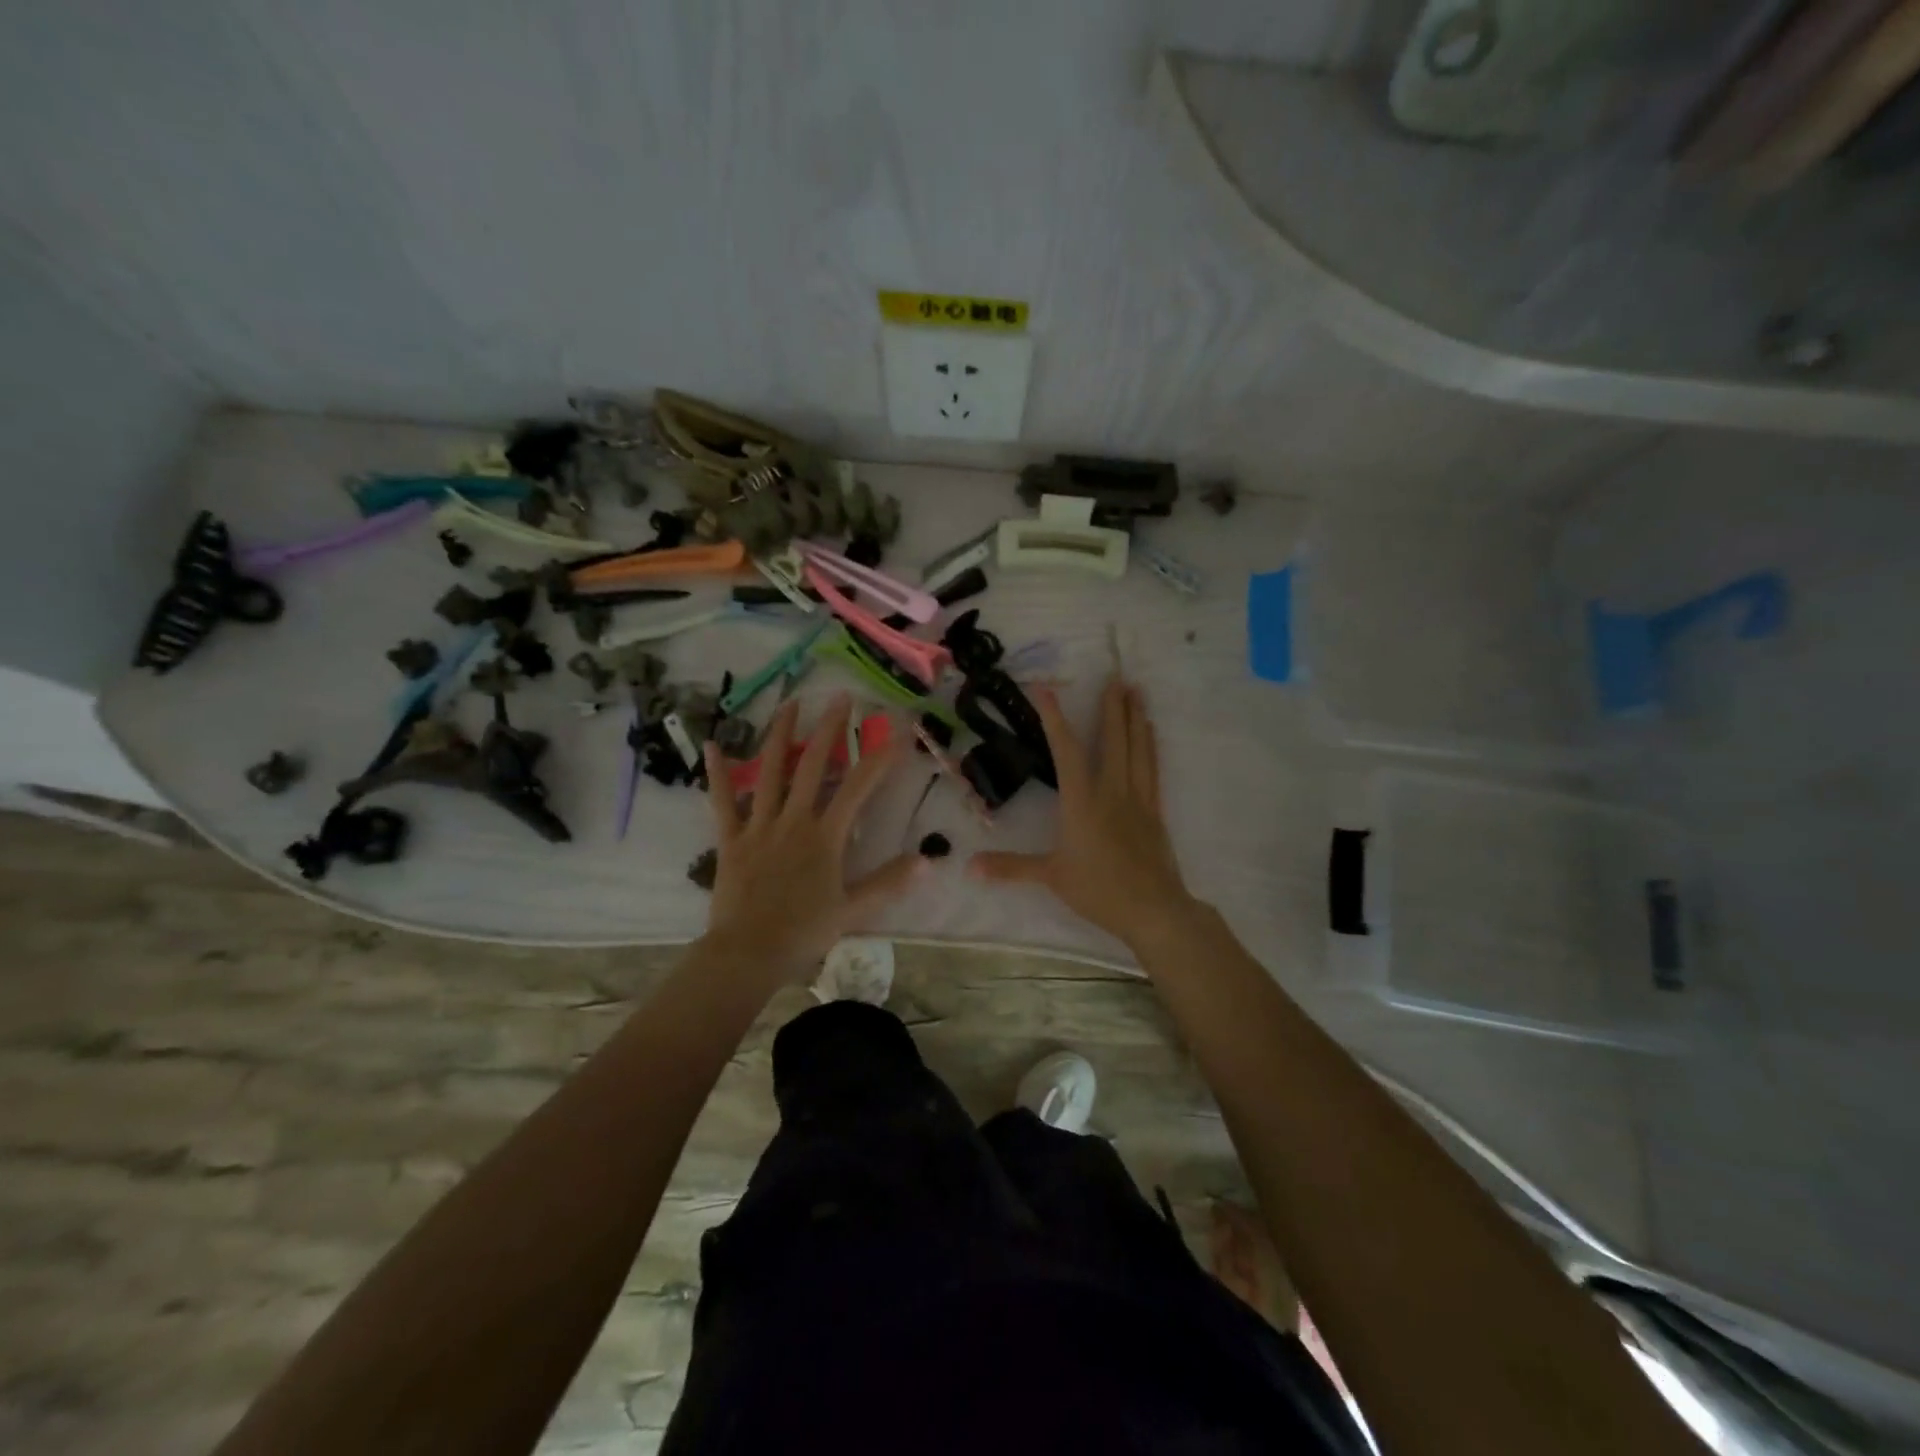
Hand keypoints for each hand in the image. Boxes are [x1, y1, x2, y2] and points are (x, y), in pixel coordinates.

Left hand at [700, 693, 922, 984]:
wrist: (748, 953)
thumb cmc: (804, 931)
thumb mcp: (854, 910)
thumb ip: (889, 882)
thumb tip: (928, 861)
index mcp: (825, 836)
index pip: (859, 787)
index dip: (880, 757)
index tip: (897, 731)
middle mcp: (794, 820)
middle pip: (813, 765)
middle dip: (830, 728)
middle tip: (841, 696)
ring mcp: (759, 825)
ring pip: (770, 771)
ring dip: (781, 734)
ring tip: (791, 702)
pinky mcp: (731, 838)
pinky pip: (722, 801)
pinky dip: (719, 773)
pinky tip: (713, 745)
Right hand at [971, 677, 1198, 952]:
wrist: (1154, 909)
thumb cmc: (1099, 890)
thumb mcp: (1051, 877)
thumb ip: (1011, 867)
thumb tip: (969, 866)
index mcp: (1083, 801)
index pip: (1067, 751)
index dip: (1054, 719)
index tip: (1045, 689)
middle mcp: (1112, 791)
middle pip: (1114, 740)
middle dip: (1113, 706)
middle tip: (1117, 676)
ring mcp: (1138, 798)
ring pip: (1138, 749)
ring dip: (1136, 718)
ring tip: (1138, 692)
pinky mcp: (1155, 811)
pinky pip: (1152, 768)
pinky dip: (1150, 746)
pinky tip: (1151, 734)